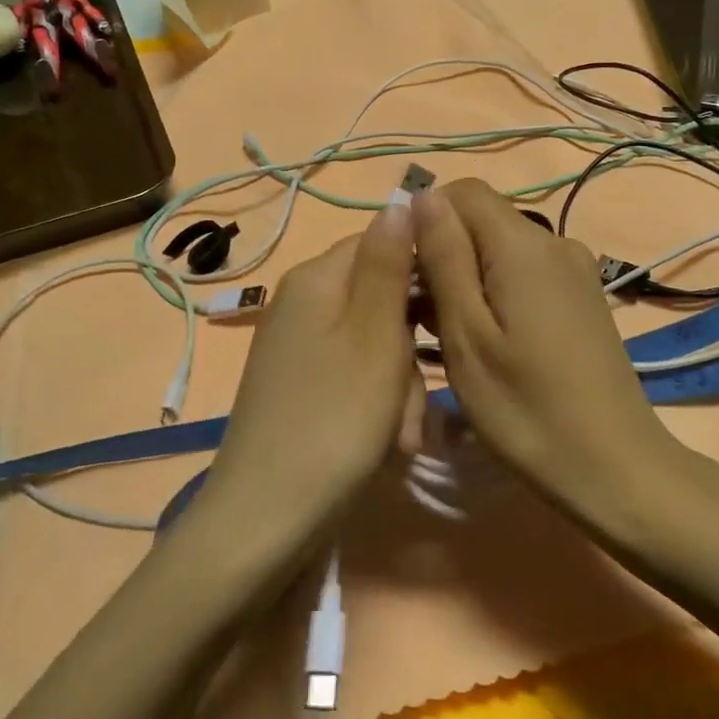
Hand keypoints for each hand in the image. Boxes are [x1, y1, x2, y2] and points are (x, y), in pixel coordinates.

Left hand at [198, 202, 419, 545]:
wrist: (265, 519)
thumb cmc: (335, 421)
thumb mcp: (375, 335)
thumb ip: (388, 263)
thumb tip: (399, 198)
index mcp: (317, 277)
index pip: (383, 242)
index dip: (424, 273)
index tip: (452, 314)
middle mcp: (302, 301)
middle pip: (380, 298)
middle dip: (411, 347)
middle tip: (418, 397)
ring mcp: (297, 345)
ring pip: (373, 343)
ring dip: (400, 386)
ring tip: (402, 436)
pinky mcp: (299, 384)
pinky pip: (352, 375)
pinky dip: (376, 405)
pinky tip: (386, 446)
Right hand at [411, 179, 681, 526]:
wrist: (616, 469)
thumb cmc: (526, 409)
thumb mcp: (467, 334)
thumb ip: (444, 257)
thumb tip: (423, 195)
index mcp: (524, 245)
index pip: (463, 191)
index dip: (425, 219)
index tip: (403, 271)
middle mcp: (555, 242)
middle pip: (482, 219)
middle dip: (442, 252)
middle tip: (417, 316)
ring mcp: (574, 270)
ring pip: (500, 249)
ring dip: (465, 277)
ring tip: (444, 336)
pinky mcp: (582, 296)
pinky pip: (525, 272)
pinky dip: (494, 292)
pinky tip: (485, 340)